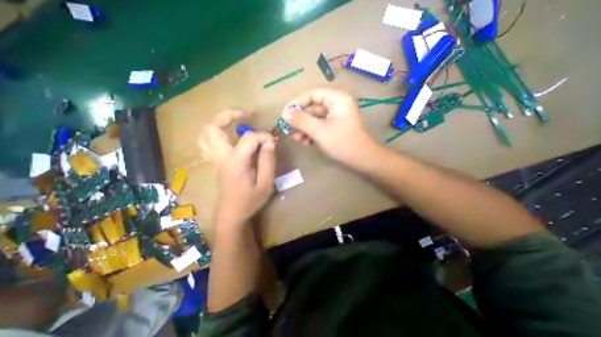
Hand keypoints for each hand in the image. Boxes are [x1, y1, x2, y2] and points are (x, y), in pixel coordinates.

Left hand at [200, 110, 278, 225]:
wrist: (232, 214)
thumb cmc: (250, 201)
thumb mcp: (266, 184)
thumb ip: (268, 161)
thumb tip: (270, 142)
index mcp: (235, 162)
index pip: (249, 138)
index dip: (263, 136)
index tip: (273, 143)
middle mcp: (221, 156)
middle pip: (214, 127)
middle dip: (229, 115)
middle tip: (246, 114)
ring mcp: (215, 158)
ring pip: (206, 133)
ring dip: (219, 122)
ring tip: (235, 120)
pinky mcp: (215, 162)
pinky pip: (207, 141)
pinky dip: (215, 132)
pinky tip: (227, 134)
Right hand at [280, 87, 373, 164]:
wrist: (361, 159)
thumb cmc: (341, 142)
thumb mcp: (318, 131)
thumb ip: (300, 120)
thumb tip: (284, 113)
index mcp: (336, 98)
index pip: (312, 94)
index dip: (297, 103)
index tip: (285, 114)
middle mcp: (336, 103)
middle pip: (312, 107)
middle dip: (300, 120)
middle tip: (289, 130)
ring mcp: (335, 115)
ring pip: (314, 117)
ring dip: (304, 128)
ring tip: (297, 139)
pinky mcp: (334, 125)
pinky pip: (319, 124)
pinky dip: (311, 132)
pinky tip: (305, 142)